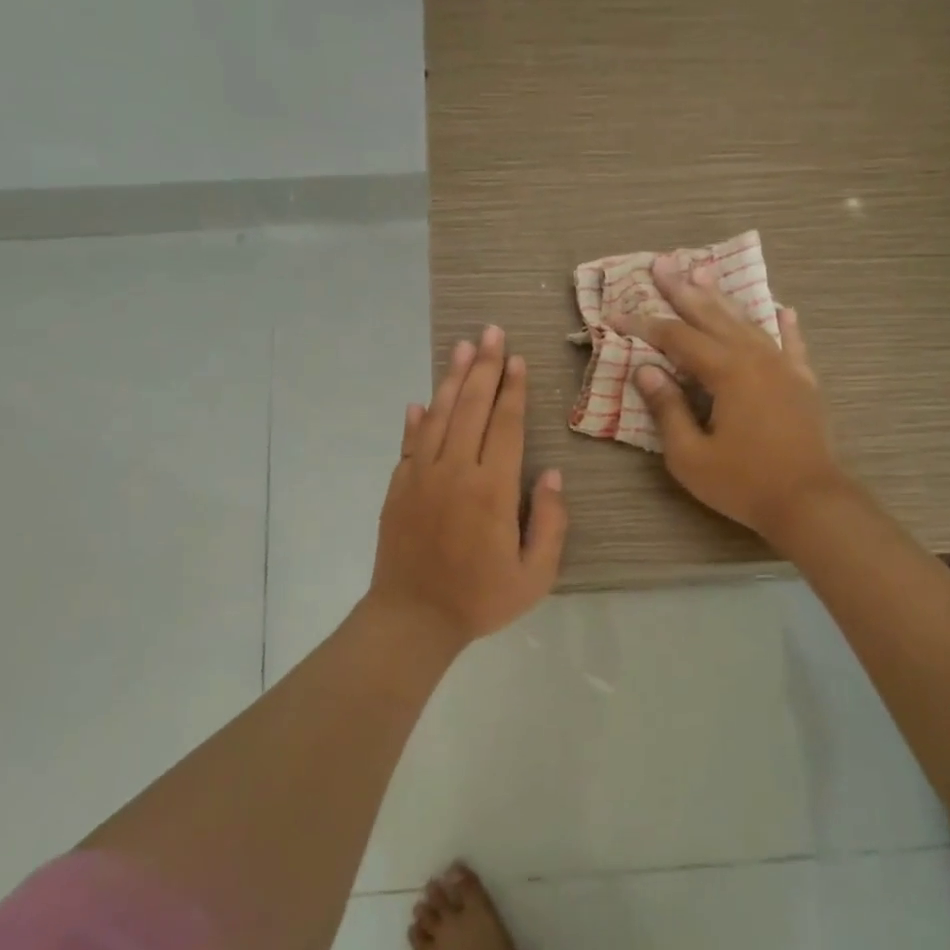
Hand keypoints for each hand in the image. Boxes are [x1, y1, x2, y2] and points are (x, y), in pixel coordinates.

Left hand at [368, 326, 568, 653]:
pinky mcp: (398, 487)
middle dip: (484, 366)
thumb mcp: (536, 575)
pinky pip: (409, 443)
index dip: (512, 389)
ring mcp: (421, 476)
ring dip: (451, 379)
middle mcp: (456, 471)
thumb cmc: (480, 599)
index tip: (516, 358)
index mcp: (493, 489)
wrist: (413, 618)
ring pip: (438, 415)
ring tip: (462, 347)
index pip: (505, 425)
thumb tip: (551, 475)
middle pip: (471, 407)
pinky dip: (415, 419)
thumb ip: (550, 523)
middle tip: (490, 331)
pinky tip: (420, 400)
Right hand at [624, 256, 850, 540]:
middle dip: (683, 290)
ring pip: (748, 322)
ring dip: (723, 299)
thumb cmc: (744, 483)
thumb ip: (667, 410)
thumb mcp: (690, 456)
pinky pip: (792, 344)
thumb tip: (646, 370)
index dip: (644, 324)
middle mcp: (756, 357)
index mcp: (726, 371)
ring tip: (704, 274)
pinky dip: (783, 325)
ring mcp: (784, 367)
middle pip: (713, 316)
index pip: (676, 338)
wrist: (811, 502)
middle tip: (662, 263)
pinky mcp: (803, 383)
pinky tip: (781, 309)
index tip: (615, 313)